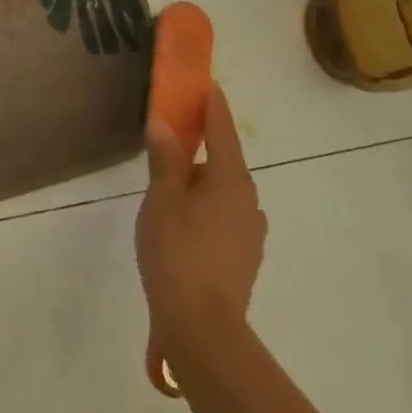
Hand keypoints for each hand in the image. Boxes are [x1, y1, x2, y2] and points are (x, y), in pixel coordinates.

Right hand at [136, 84, 264, 393]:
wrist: (203, 331)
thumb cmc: (179, 252)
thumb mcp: (163, 197)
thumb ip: (165, 157)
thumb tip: (164, 123)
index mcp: (232, 180)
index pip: (222, 129)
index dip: (212, 103)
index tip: (205, 81)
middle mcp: (249, 201)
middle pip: (225, 160)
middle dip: (203, 142)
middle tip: (176, 128)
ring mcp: (249, 233)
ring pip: (223, 190)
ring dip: (202, 177)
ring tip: (171, 176)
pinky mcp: (242, 259)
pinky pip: (222, 215)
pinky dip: (204, 203)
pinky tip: (182, 216)